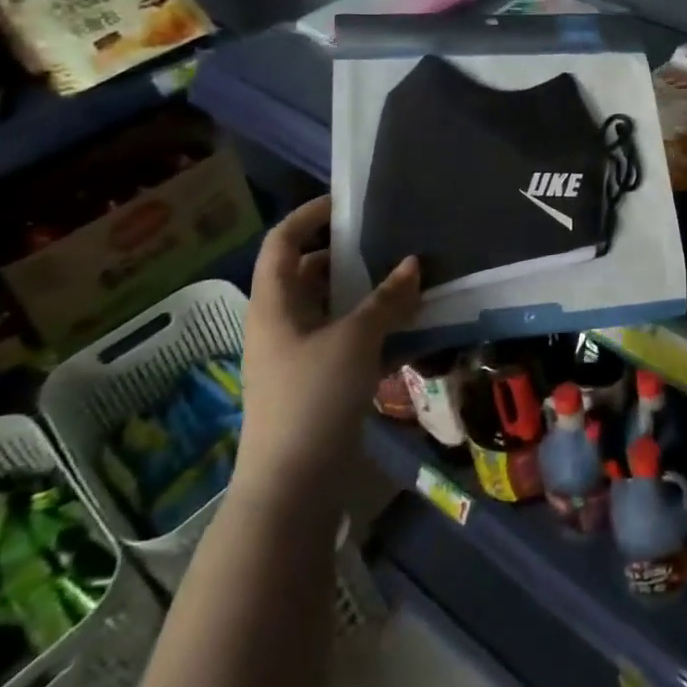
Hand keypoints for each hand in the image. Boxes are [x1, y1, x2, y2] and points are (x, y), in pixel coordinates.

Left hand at [231, 195, 419, 520]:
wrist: (292, 484)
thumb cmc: (313, 397)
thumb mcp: (355, 339)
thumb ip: (387, 298)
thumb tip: (413, 263)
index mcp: (274, 303)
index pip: (283, 241)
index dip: (309, 215)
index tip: (348, 202)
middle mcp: (280, 322)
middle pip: (308, 272)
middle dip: (347, 255)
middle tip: (390, 241)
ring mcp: (296, 353)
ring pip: (330, 306)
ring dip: (364, 291)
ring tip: (407, 278)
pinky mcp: (315, 380)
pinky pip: (343, 336)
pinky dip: (370, 325)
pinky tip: (405, 324)